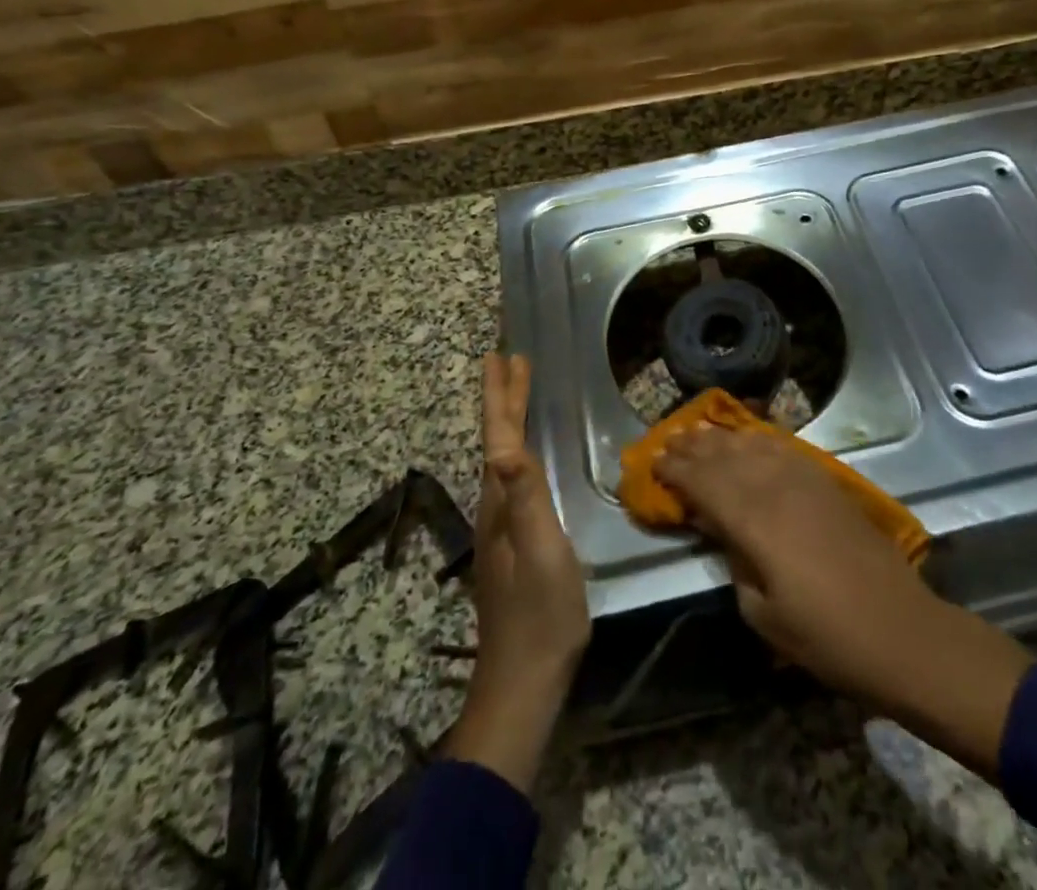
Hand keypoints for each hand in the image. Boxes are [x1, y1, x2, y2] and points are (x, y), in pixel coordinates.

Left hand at [446, 354, 591, 790]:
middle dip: (503, 397)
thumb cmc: (541, 612)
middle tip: (509, 358)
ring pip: (505, 454)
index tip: (501, 356)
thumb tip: (503, 447)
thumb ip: (525, 498)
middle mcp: (495, 504)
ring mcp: (503, 524)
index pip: (498, 434)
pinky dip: (519, 445)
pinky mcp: (515, 540)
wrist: (525, 679)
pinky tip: (528, 452)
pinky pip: (515, 474)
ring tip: (519, 390)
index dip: (501, 395)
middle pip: (497, 438)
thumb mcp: (541, 551)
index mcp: (500, 500)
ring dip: (510, 417)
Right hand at [655, 426, 1032, 778]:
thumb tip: (722, 532)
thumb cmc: (825, 636)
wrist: (899, 630)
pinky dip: (760, 438)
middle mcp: (776, 488)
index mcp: (755, 522)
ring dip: (723, 437)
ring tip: (699, 429)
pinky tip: (750, 437)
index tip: (654, 461)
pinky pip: (785, 448)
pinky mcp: (827, 482)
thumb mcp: (763, 614)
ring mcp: (806, 480)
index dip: (677, 471)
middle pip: (726, 457)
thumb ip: (735, 563)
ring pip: (754, 445)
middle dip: (694, 448)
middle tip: (668, 440)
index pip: (705, 483)